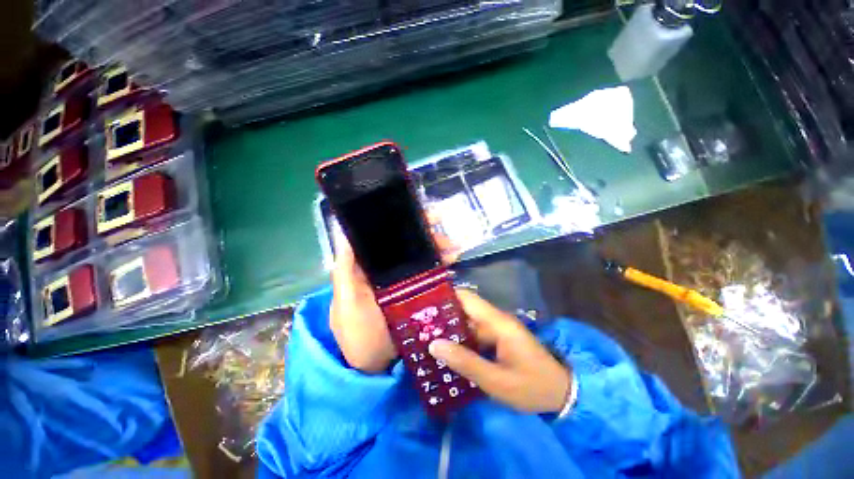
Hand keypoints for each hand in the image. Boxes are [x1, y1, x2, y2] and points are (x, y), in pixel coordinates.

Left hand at [330, 212, 459, 373]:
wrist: (375, 368)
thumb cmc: (356, 335)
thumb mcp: (346, 301)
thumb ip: (345, 269)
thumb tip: (343, 231)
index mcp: (366, 266)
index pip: (381, 237)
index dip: (397, 222)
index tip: (417, 212)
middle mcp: (384, 269)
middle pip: (404, 244)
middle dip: (424, 234)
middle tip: (441, 229)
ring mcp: (401, 281)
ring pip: (419, 257)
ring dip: (436, 248)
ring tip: (453, 246)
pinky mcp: (415, 293)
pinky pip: (429, 274)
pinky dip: (440, 265)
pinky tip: (452, 260)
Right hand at [428, 290, 571, 412]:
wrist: (561, 394)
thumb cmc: (531, 386)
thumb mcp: (497, 381)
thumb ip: (465, 362)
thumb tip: (434, 345)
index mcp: (497, 323)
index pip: (467, 298)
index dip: (446, 296)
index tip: (423, 303)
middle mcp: (496, 320)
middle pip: (465, 309)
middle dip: (442, 315)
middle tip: (418, 324)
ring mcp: (497, 329)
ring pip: (468, 322)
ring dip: (450, 328)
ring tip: (426, 336)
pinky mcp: (498, 339)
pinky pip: (474, 333)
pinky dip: (460, 339)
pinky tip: (446, 349)